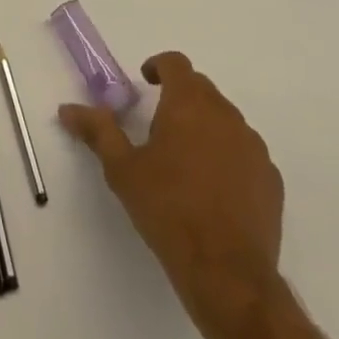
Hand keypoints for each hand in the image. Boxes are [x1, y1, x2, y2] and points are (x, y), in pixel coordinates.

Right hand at [59, 51, 283, 333]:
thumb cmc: (168, 210)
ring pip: (225, 120)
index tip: (146, 82)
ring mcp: (253, 147)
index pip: (176, 64)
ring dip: (205, 127)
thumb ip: (98, 131)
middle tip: (159, 124)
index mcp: (188, 103)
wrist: (228, 274)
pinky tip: (213, 189)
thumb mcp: (122, 170)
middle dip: (180, 97)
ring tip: (185, 160)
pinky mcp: (271, 180)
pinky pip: (245, 153)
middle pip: (201, 89)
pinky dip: (228, 157)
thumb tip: (68, 108)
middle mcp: (225, 114)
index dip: (159, 67)